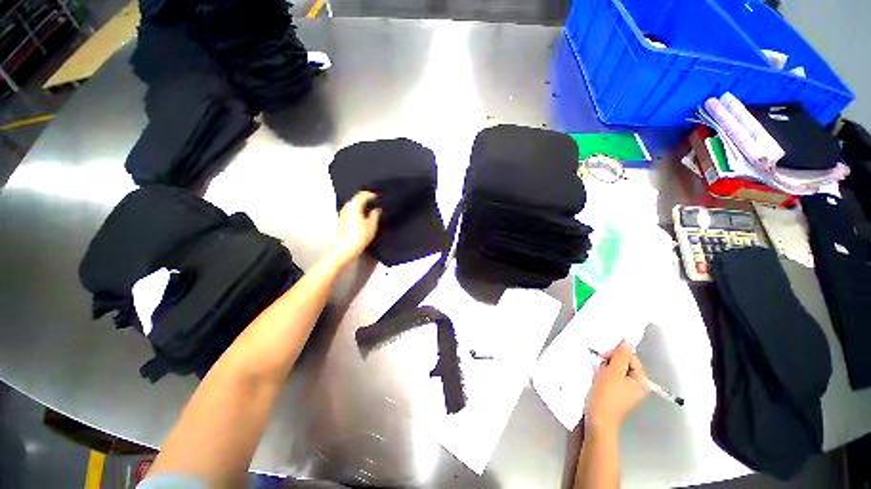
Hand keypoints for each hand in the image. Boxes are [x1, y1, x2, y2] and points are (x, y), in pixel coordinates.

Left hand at [330, 191, 380, 265]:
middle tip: (375, 204)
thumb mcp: (372, 225)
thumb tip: (377, 209)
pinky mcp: (341, 221)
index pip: (362, 194)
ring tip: (370, 211)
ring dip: (361, 206)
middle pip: (356, 199)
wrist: (346, 248)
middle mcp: (346, 208)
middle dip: (366, 200)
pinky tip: (363, 218)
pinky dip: (357, 212)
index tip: (378, 197)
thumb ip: (375, 214)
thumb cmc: (359, 236)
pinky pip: (350, 212)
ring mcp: (342, 214)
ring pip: (353, 206)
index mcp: (354, 206)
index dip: (371, 195)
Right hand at [584, 341, 649, 434]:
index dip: (617, 354)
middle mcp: (636, 384)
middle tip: (600, 367)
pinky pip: (610, 376)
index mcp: (641, 380)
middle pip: (623, 362)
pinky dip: (603, 374)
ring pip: (615, 369)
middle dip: (610, 361)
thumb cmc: (607, 396)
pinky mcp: (615, 392)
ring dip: (605, 367)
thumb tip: (626, 341)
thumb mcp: (613, 372)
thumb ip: (620, 355)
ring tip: (597, 374)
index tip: (604, 358)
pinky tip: (596, 378)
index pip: (631, 357)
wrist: (597, 419)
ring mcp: (626, 389)